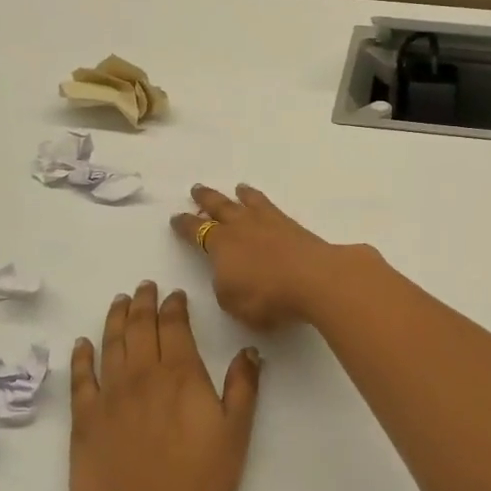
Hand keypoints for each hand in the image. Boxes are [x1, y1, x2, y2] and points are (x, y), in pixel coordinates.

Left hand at [69, 283, 261, 490]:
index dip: (174, 306)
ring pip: (110, 344)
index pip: (174, 326)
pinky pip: (80, 378)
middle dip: (143, 302)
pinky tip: (81, 344)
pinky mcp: (84, 420)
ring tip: (119, 301)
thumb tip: (248, 350)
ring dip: (115, 318)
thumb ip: (243, 387)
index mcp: (180, 374)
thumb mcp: (235, 435)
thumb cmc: (197, 483)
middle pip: (139, 327)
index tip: (174, 294)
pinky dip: (80, 357)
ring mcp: (109, 396)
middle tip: (144, 287)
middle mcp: (141, 374)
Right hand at [170, 184, 359, 331]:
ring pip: (247, 202)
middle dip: (205, 199)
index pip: (195, 232)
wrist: (314, 279)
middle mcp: (240, 227)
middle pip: (219, 207)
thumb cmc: (267, 297)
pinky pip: (270, 206)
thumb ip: (224, 287)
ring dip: (238, 195)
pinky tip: (264, 203)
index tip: (176, 218)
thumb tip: (227, 274)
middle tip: (197, 189)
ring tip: (236, 188)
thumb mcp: (233, 302)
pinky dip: (262, 200)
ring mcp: (268, 222)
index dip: (184, 226)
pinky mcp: (291, 225)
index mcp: (220, 246)